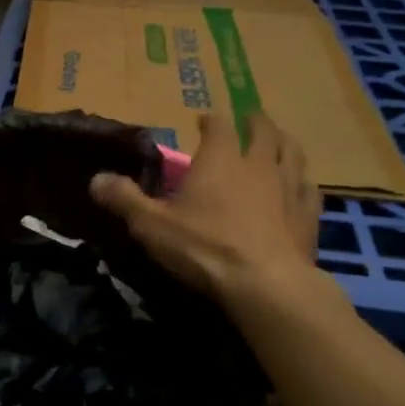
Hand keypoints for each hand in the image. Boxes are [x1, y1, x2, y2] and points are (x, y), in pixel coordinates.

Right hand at [90, 113, 324, 305]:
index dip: (211, 120)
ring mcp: (289, 188)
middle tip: (250, 121)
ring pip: (293, 153)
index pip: (218, 126)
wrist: (265, 285)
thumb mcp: (152, 225)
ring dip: (284, 143)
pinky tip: (301, 186)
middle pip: (263, 132)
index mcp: (219, 160)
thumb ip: (124, 200)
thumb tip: (95, 179)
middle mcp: (258, 165)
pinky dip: (303, 181)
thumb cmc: (204, 248)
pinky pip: (309, 188)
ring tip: (280, 142)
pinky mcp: (308, 216)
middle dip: (254, 123)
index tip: (203, 120)